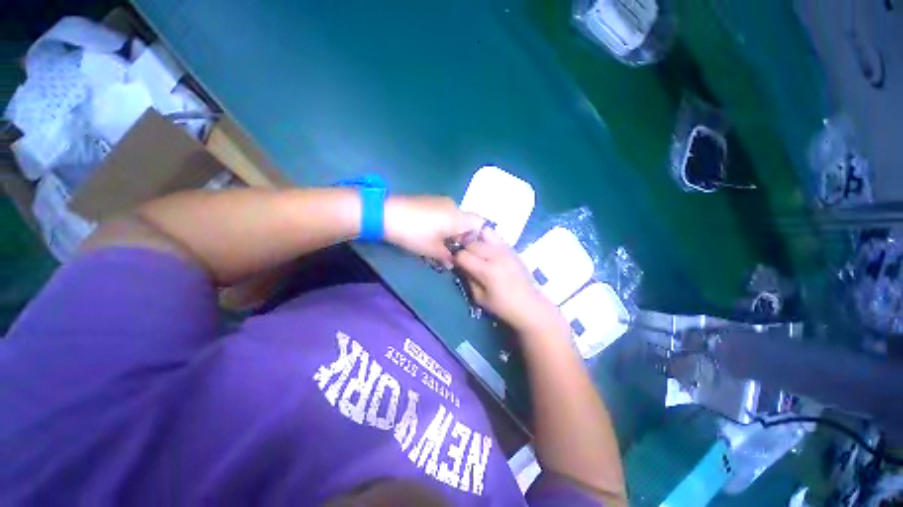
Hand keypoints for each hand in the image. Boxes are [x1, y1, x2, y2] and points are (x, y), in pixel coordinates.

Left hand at [384, 195, 483, 267]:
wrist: (387, 214)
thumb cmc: (414, 233)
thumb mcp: (431, 249)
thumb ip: (446, 257)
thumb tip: (453, 263)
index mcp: (459, 217)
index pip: (481, 224)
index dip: (479, 239)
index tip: (469, 251)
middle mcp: (454, 206)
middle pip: (467, 222)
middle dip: (463, 238)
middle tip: (453, 252)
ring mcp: (441, 201)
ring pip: (455, 218)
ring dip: (452, 232)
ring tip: (440, 244)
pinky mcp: (430, 200)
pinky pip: (445, 213)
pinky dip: (444, 224)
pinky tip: (431, 233)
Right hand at [452, 228, 568, 336]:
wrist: (530, 305)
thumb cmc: (503, 307)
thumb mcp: (480, 298)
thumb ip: (468, 279)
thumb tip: (460, 266)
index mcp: (487, 271)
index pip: (463, 255)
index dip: (456, 259)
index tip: (455, 265)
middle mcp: (496, 256)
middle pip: (472, 243)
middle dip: (464, 250)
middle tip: (465, 259)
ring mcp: (506, 250)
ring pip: (483, 235)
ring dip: (475, 242)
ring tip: (475, 252)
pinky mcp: (512, 248)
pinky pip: (495, 236)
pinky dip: (486, 239)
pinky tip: (486, 249)